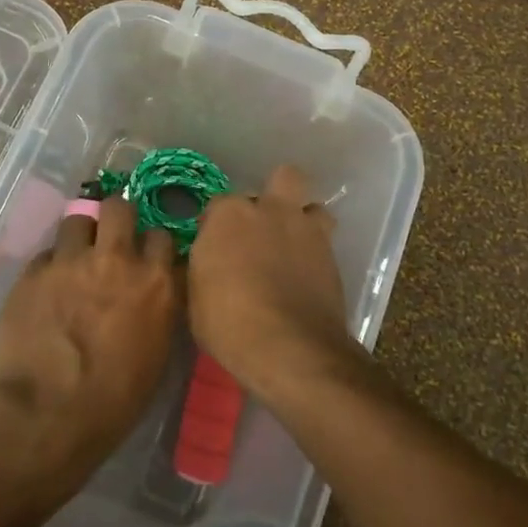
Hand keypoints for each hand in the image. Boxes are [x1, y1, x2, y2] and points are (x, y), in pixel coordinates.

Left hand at [0, 197, 178, 502]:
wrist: (46, 415)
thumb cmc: (114, 402)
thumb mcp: (156, 353)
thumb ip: (158, 308)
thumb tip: (155, 289)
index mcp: (156, 283)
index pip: (162, 235)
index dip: (152, 244)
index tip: (145, 255)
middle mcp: (117, 260)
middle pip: (119, 207)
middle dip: (116, 217)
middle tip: (109, 238)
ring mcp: (72, 261)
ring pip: (77, 219)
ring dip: (80, 235)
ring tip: (74, 258)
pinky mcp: (34, 271)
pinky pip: (46, 253)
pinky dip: (50, 266)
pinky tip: (46, 289)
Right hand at [188, 165, 360, 401]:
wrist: (289, 347)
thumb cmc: (228, 323)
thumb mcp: (195, 297)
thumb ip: (204, 266)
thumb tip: (209, 261)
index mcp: (229, 216)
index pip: (219, 204)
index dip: (216, 225)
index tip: (214, 246)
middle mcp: (271, 210)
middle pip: (281, 179)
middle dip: (273, 195)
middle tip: (261, 228)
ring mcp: (306, 229)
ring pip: (312, 205)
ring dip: (302, 220)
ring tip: (292, 246)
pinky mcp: (332, 255)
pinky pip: (325, 240)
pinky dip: (315, 251)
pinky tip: (307, 273)